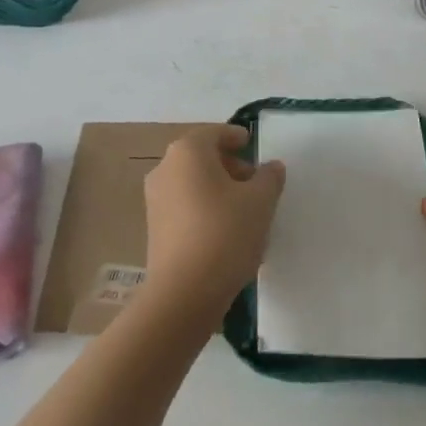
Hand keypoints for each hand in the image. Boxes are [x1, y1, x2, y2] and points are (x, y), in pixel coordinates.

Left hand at [143, 125, 285, 328]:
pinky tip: (227, 233)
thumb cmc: (225, 233)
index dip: (236, 137)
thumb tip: (271, 167)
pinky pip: (185, 207)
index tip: (253, 146)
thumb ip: (269, 177)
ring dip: (219, 190)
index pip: (214, 133)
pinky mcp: (155, 228)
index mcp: (187, 152)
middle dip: (231, 166)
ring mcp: (155, 199)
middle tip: (257, 183)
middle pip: (202, 157)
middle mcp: (165, 169)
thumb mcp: (260, 201)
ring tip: (247, 212)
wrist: (184, 292)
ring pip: (193, 184)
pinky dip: (206, 209)